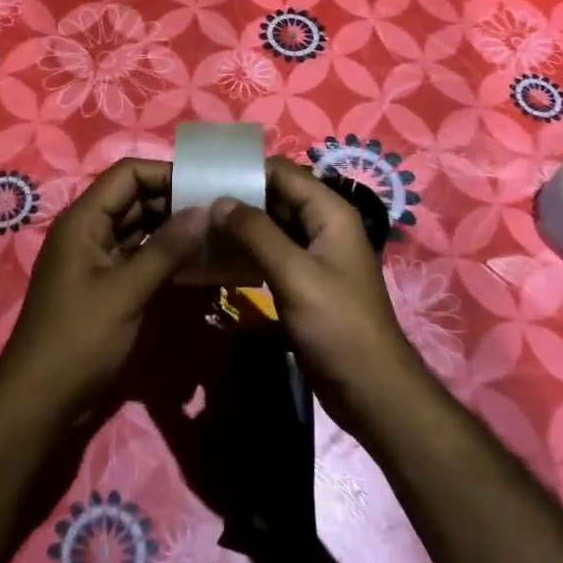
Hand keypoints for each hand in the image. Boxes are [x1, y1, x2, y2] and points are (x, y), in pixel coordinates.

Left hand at [0, 158, 206, 423]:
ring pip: (139, 228)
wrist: (39, 404)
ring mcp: (96, 260)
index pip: (127, 174)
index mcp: (84, 220)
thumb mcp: (126, 292)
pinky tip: (195, 263)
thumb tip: (205, 211)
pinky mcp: (105, 286)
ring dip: (172, 229)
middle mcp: (89, 231)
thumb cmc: (78, 340)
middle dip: (174, 201)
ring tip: (215, 233)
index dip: (165, 173)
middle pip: (135, 198)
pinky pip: (138, 256)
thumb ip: (166, 249)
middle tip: (219, 211)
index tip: (205, 186)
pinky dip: (163, 255)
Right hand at [209, 158, 431, 441]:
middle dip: (236, 200)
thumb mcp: (294, 274)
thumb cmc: (337, 326)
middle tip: (191, 207)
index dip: (245, 171)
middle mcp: (322, 225)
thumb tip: (219, 200)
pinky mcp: (303, 282)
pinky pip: (270, 256)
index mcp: (329, 212)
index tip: (204, 180)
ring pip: (269, 228)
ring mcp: (313, 255)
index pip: (282, 172)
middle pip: (274, 197)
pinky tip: (214, 262)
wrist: (371, 391)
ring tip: (196, 232)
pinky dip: (245, 255)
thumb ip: (256, 233)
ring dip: (238, 230)